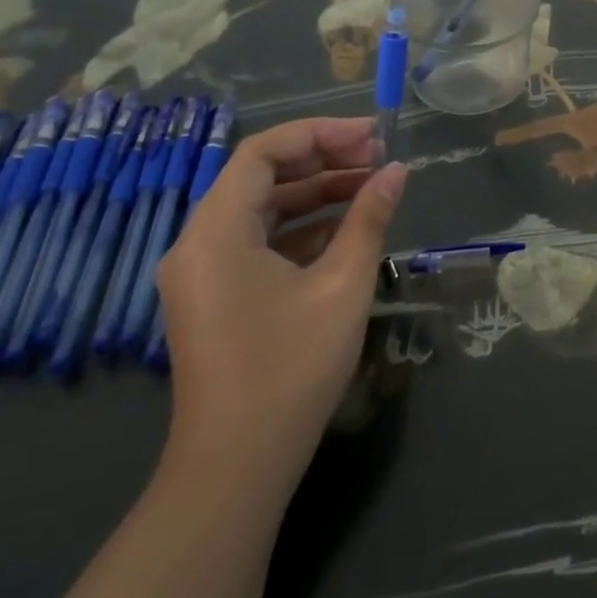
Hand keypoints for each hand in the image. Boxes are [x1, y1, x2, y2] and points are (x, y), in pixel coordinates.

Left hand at [155, 116, 406, 501]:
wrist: (238, 464)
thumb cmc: (290, 366)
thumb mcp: (342, 284)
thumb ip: (370, 218)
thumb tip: (397, 172)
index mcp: (216, 231)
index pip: (264, 152)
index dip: (321, 133)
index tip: (373, 135)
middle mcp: (199, 242)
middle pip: (262, 177)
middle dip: (324, 160)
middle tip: (380, 157)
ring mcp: (205, 272)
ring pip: (264, 209)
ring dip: (317, 193)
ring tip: (373, 186)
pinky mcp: (218, 296)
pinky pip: (260, 242)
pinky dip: (303, 228)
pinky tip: (349, 229)